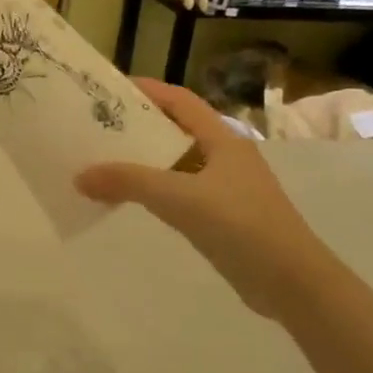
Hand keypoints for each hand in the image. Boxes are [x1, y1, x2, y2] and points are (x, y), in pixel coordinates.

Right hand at [75, 79, 322, 312]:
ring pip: (177, 162)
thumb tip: (80, 176)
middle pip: (176, 129)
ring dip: (144, 160)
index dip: (147, 90)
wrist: (292, 283)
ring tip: (105, 160)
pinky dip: (155, 189)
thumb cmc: (240, 225)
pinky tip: (131, 198)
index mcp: (223, 139)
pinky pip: (180, 191)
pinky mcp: (223, 216)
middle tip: (98, 125)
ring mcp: (226, 187)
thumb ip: (128, 183)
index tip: (109, 89)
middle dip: (139, 125)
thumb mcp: (179, 198)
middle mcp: (225, 156)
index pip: (180, 100)